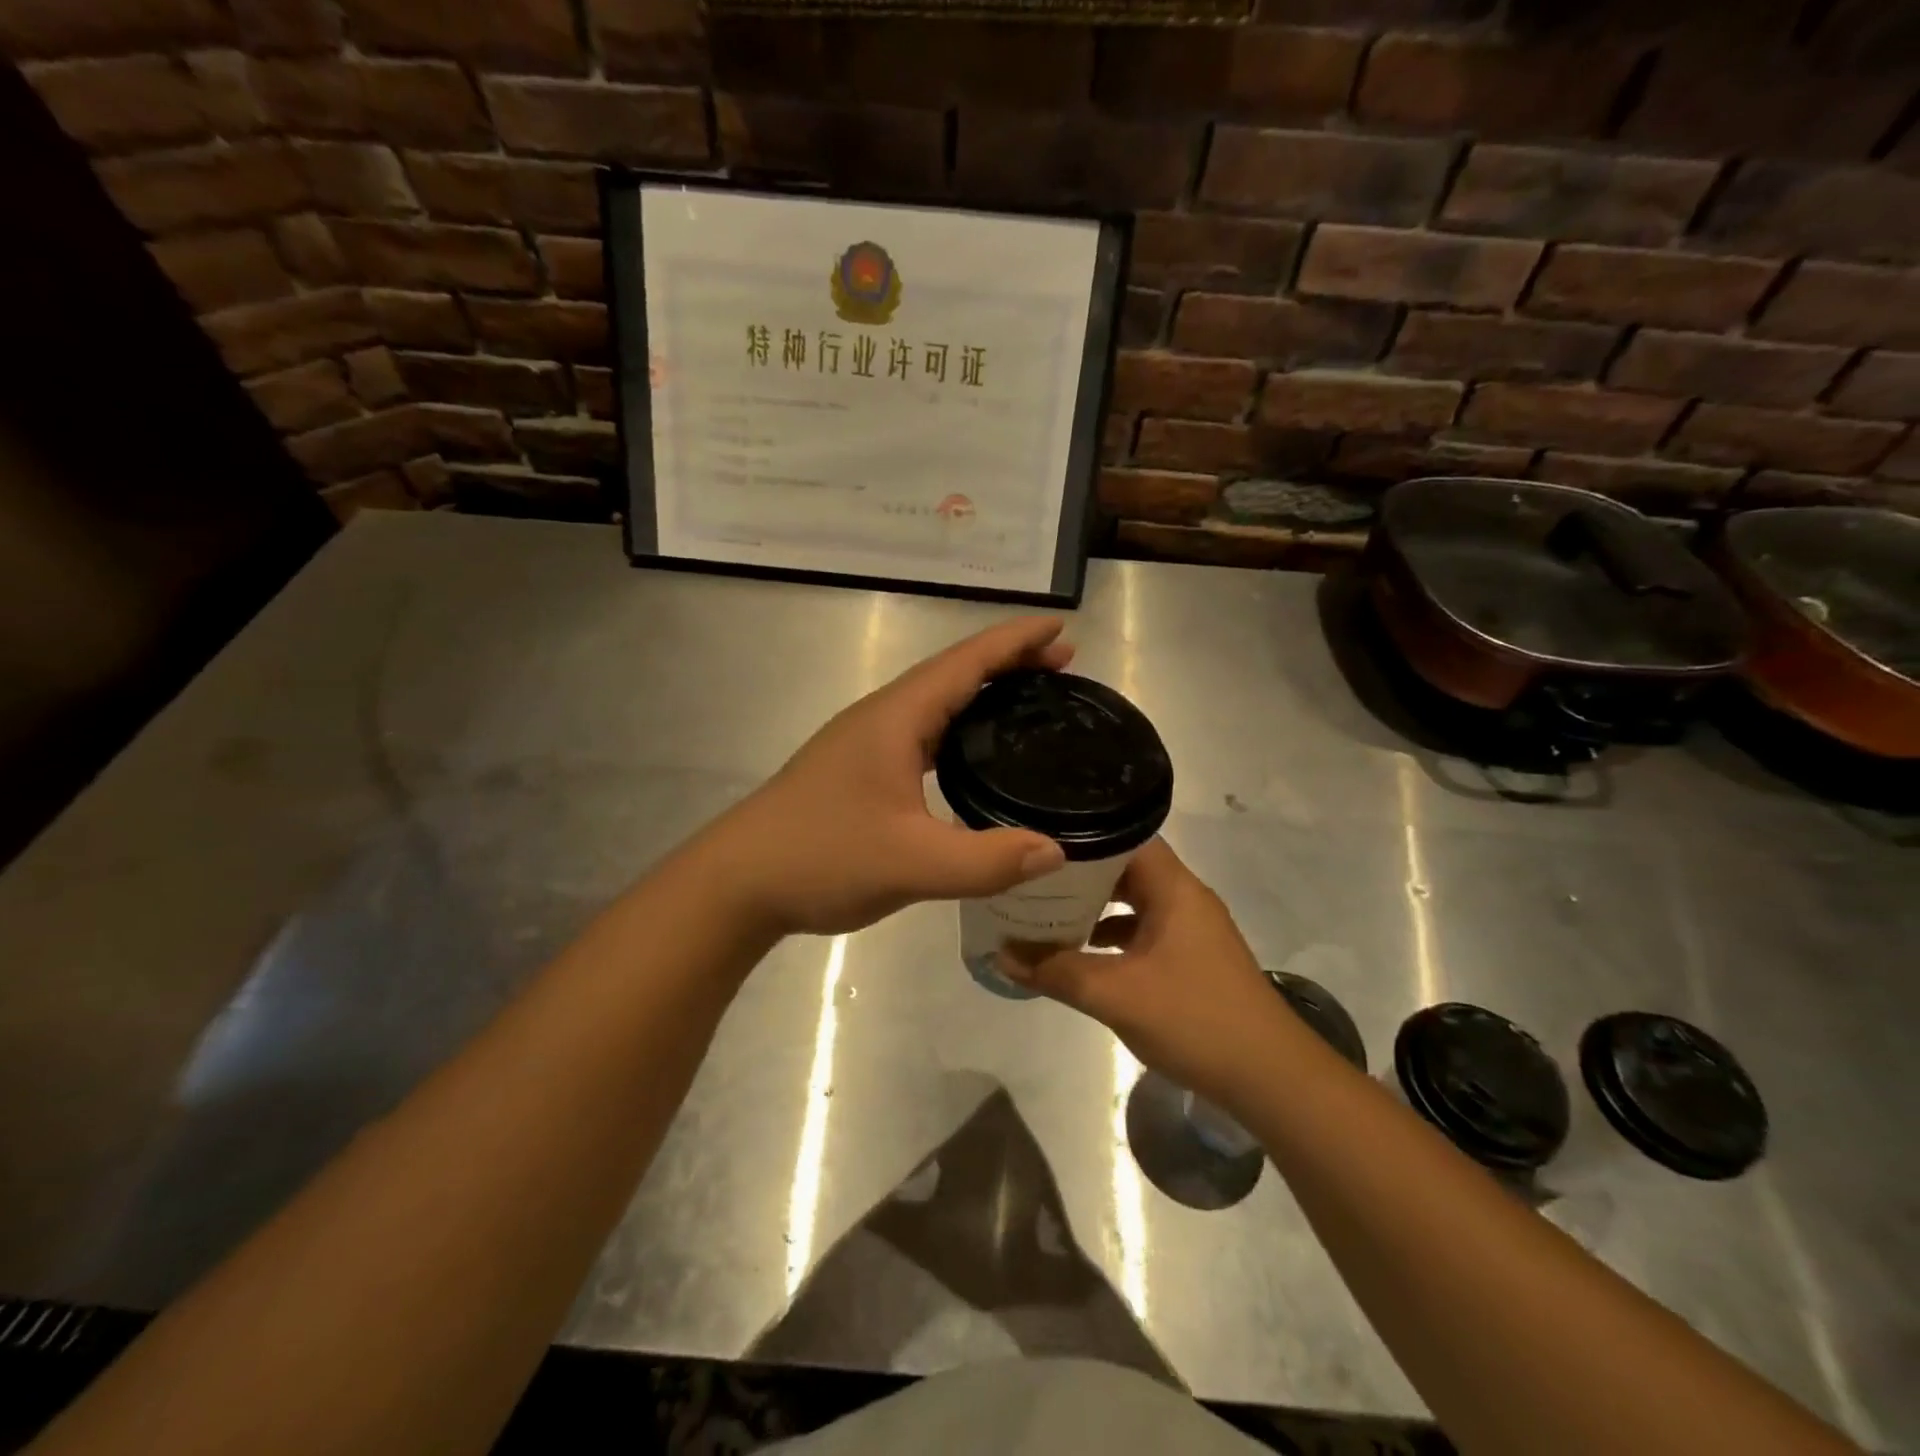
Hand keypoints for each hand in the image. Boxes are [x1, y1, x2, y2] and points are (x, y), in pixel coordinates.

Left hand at [712, 617, 1074, 936]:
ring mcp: (866, 743)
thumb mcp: (911, 863)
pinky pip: (923, 734)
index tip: (1062, 629)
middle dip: (1009, 662)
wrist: (738, 883)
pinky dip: (960, 730)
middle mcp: (882, 718)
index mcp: (896, 718)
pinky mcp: (859, 770)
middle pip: (953, 674)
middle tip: (1063, 665)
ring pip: (936, 704)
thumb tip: (1055, 850)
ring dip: (983, 694)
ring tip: (1031, 702)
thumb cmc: (820, 857)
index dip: (1015, 641)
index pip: (965, 662)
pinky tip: (975, 756)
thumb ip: (986, 860)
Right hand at [1001, 839, 1296, 1108]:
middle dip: (1080, 873)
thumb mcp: (1115, 994)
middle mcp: (1184, 898)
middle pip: (1126, 868)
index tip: (1039, 841)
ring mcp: (1191, 929)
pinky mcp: (1191, 959)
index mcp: (1174, 888)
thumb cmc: (1195, 1019)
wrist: (1270, 1079)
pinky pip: (1143, 931)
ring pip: (1134, 902)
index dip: (1082, 834)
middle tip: (1031, 876)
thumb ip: (1056, 971)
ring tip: (1046, 909)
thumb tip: (1001, 953)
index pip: (1124, 836)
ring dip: (1094, 906)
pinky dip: (1112, 935)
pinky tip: (1081, 953)